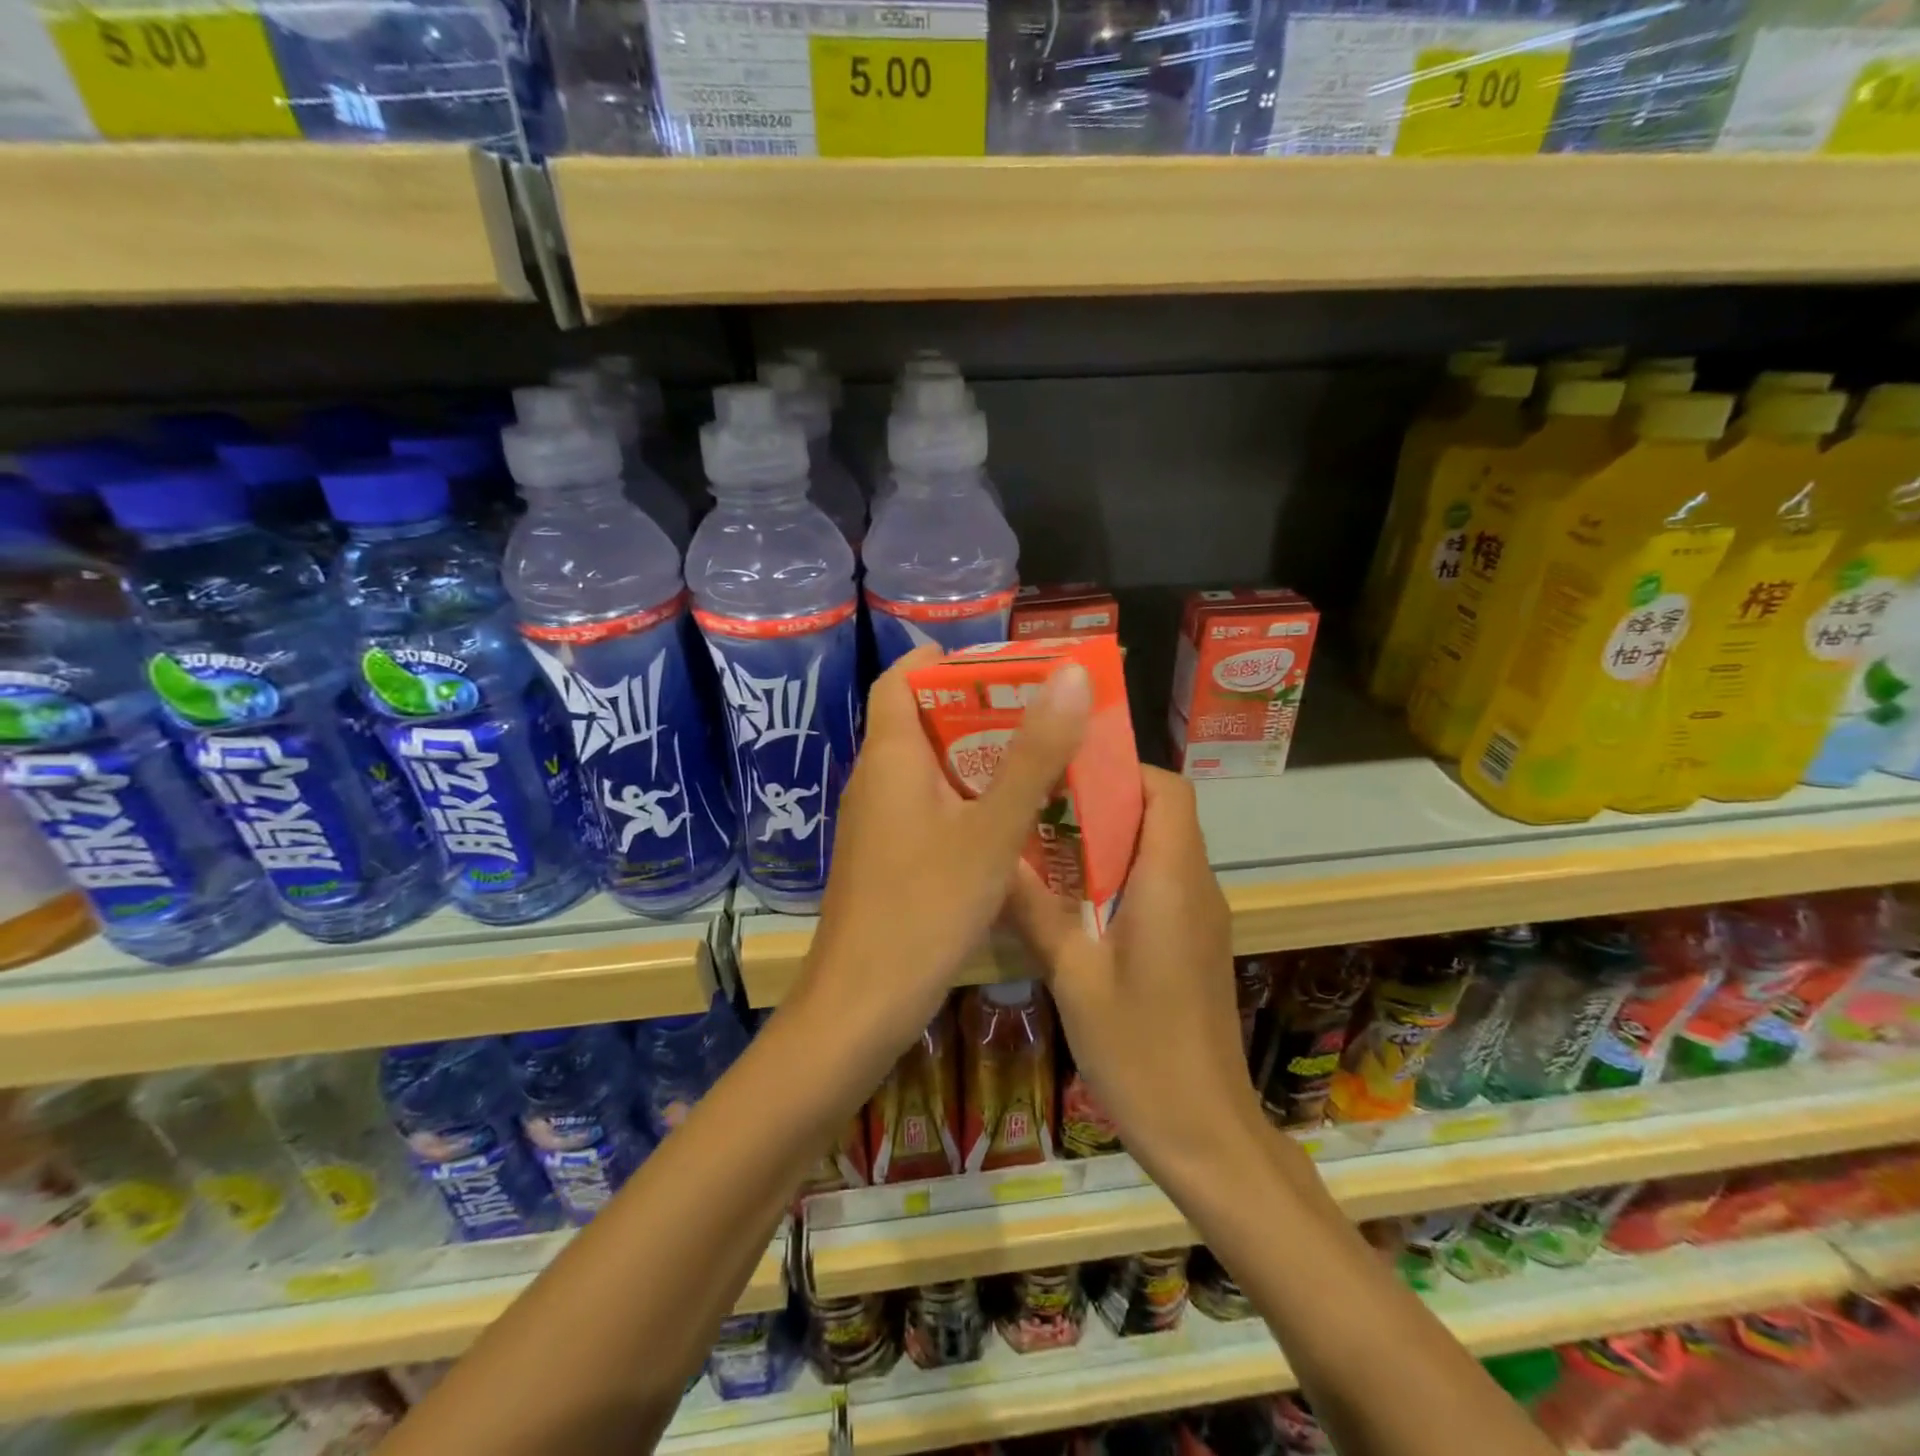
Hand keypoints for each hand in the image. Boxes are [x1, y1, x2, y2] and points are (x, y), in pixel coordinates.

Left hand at [796, 644, 1091, 1064]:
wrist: (860, 1006)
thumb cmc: (924, 908)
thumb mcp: (992, 830)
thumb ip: (1033, 755)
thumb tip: (1070, 674)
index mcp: (890, 757)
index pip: (900, 680)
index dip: (942, 660)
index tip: (1000, 663)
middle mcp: (874, 781)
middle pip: (919, 721)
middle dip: (976, 708)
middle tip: (1039, 712)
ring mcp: (874, 823)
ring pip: (926, 769)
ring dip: (974, 757)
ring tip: (1035, 759)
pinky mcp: (883, 859)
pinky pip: (925, 808)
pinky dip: (963, 800)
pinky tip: (1005, 823)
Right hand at [1008, 767, 1259, 1180]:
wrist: (1206, 1132)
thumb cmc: (1141, 1051)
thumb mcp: (1074, 977)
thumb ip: (1036, 911)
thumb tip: (993, 858)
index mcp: (1172, 882)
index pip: (1167, 790)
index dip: (1122, 769)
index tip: (1065, 774)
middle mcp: (1196, 887)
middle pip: (1162, 813)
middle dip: (1104, 800)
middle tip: (1039, 806)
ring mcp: (1200, 917)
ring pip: (1160, 847)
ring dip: (1110, 838)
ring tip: (1045, 845)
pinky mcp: (1194, 943)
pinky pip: (1161, 883)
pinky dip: (1121, 873)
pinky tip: (1073, 901)